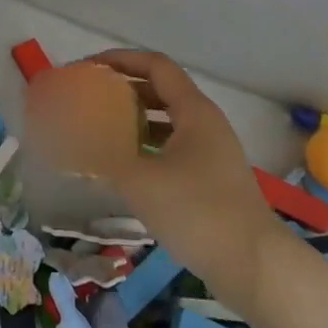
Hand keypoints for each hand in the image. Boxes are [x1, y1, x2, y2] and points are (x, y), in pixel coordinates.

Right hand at [86, 49, 282, 300]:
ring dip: (135, 119)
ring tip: (100, 128)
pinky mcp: (211, 179)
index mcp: (193, 111)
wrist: (255, 266)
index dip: (121, 60)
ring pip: (167, 121)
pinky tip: (125, 166)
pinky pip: (173, 148)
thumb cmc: (197, 211)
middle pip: (161, 90)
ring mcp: (212, 153)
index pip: (155, 65)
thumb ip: (103, 155)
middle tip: (90, 98)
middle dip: (124, 89)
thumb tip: (72, 140)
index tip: (88, 68)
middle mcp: (205, 124)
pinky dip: (147, 147)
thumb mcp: (140, 181)